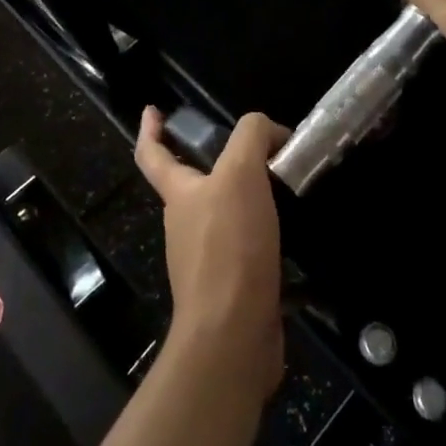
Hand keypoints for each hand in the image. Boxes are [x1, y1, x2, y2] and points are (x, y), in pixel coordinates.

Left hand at [134, 108, 289, 398]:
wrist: (233, 334)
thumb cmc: (229, 246)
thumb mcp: (241, 174)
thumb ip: (251, 138)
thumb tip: (270, 131)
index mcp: (179, 194)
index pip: (152, 154)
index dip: (150, 130)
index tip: (153, 110)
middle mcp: (186, 225)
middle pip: (193, 185)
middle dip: (216, 164)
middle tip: (255, 150)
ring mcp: (206, 261)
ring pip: (223, 218)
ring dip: (246, 200)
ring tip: (285, 187)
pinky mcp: (232, 288)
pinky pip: (248, 250)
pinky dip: (267, 235)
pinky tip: (295, 233)